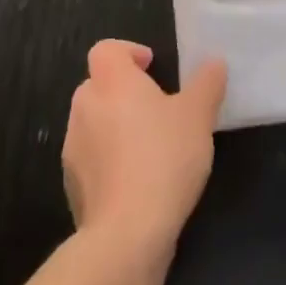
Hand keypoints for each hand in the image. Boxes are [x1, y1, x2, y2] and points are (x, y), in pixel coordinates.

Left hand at [62, 40, 227, 256]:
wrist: (126, 235)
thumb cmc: (164, 158)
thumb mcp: (199, 116)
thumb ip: (207, 84)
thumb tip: (214, 63)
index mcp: (112, 81)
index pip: (106, 49)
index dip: (127, 52)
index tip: (151, 67)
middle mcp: (85, 107)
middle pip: (98, 85)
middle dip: (123, 93)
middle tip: (156, 109)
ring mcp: (73, 149)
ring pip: (93, 124)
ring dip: (114, 128)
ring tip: (149, 149)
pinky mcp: (72, 187)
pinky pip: (90, 161)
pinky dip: (108, 163)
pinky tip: (136, 184)